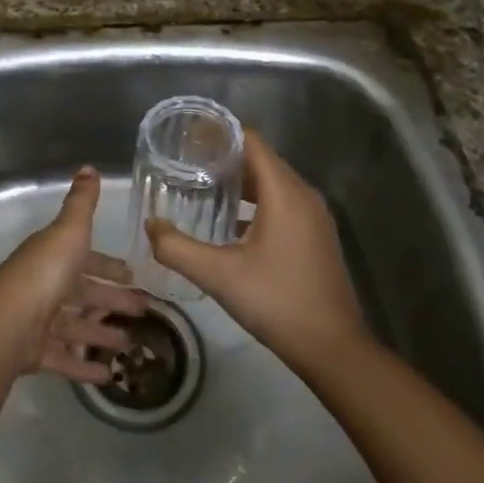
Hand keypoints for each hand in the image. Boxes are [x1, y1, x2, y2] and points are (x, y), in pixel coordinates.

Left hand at [0, 166, 145, 384]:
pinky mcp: (34, 353)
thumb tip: (88, 167)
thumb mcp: (70, 230)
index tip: (132, 275)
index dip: (108, 266)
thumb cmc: (46, 271)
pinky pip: (64, 359)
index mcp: (53, 256)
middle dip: (112, 301)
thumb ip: (82, 202)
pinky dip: (85, 367)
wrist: (9, 321)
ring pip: (75, 327)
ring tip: (130, 345)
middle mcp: (44, 286)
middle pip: (83, 294)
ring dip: (101, 335)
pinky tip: (109, 376)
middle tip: (143, 311)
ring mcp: (38, 322)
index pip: (85, 259)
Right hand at [146, 131, 366, 371]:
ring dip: (239, 182)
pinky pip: (282, 202)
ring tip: (201, 188)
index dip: (218, 134)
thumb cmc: (276, 302)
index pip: (251, 142)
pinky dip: (255, 202)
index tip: (186, 138)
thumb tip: (150, 226)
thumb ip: (177, 248)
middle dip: (223, 157)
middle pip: (260, 159)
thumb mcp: (218, 275)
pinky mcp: (315, 236)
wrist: (333, 348)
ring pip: (271, 183)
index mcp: (284, 192)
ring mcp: (314, 216)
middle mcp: (303, 195)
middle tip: (184, 163)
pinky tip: (229, 222)